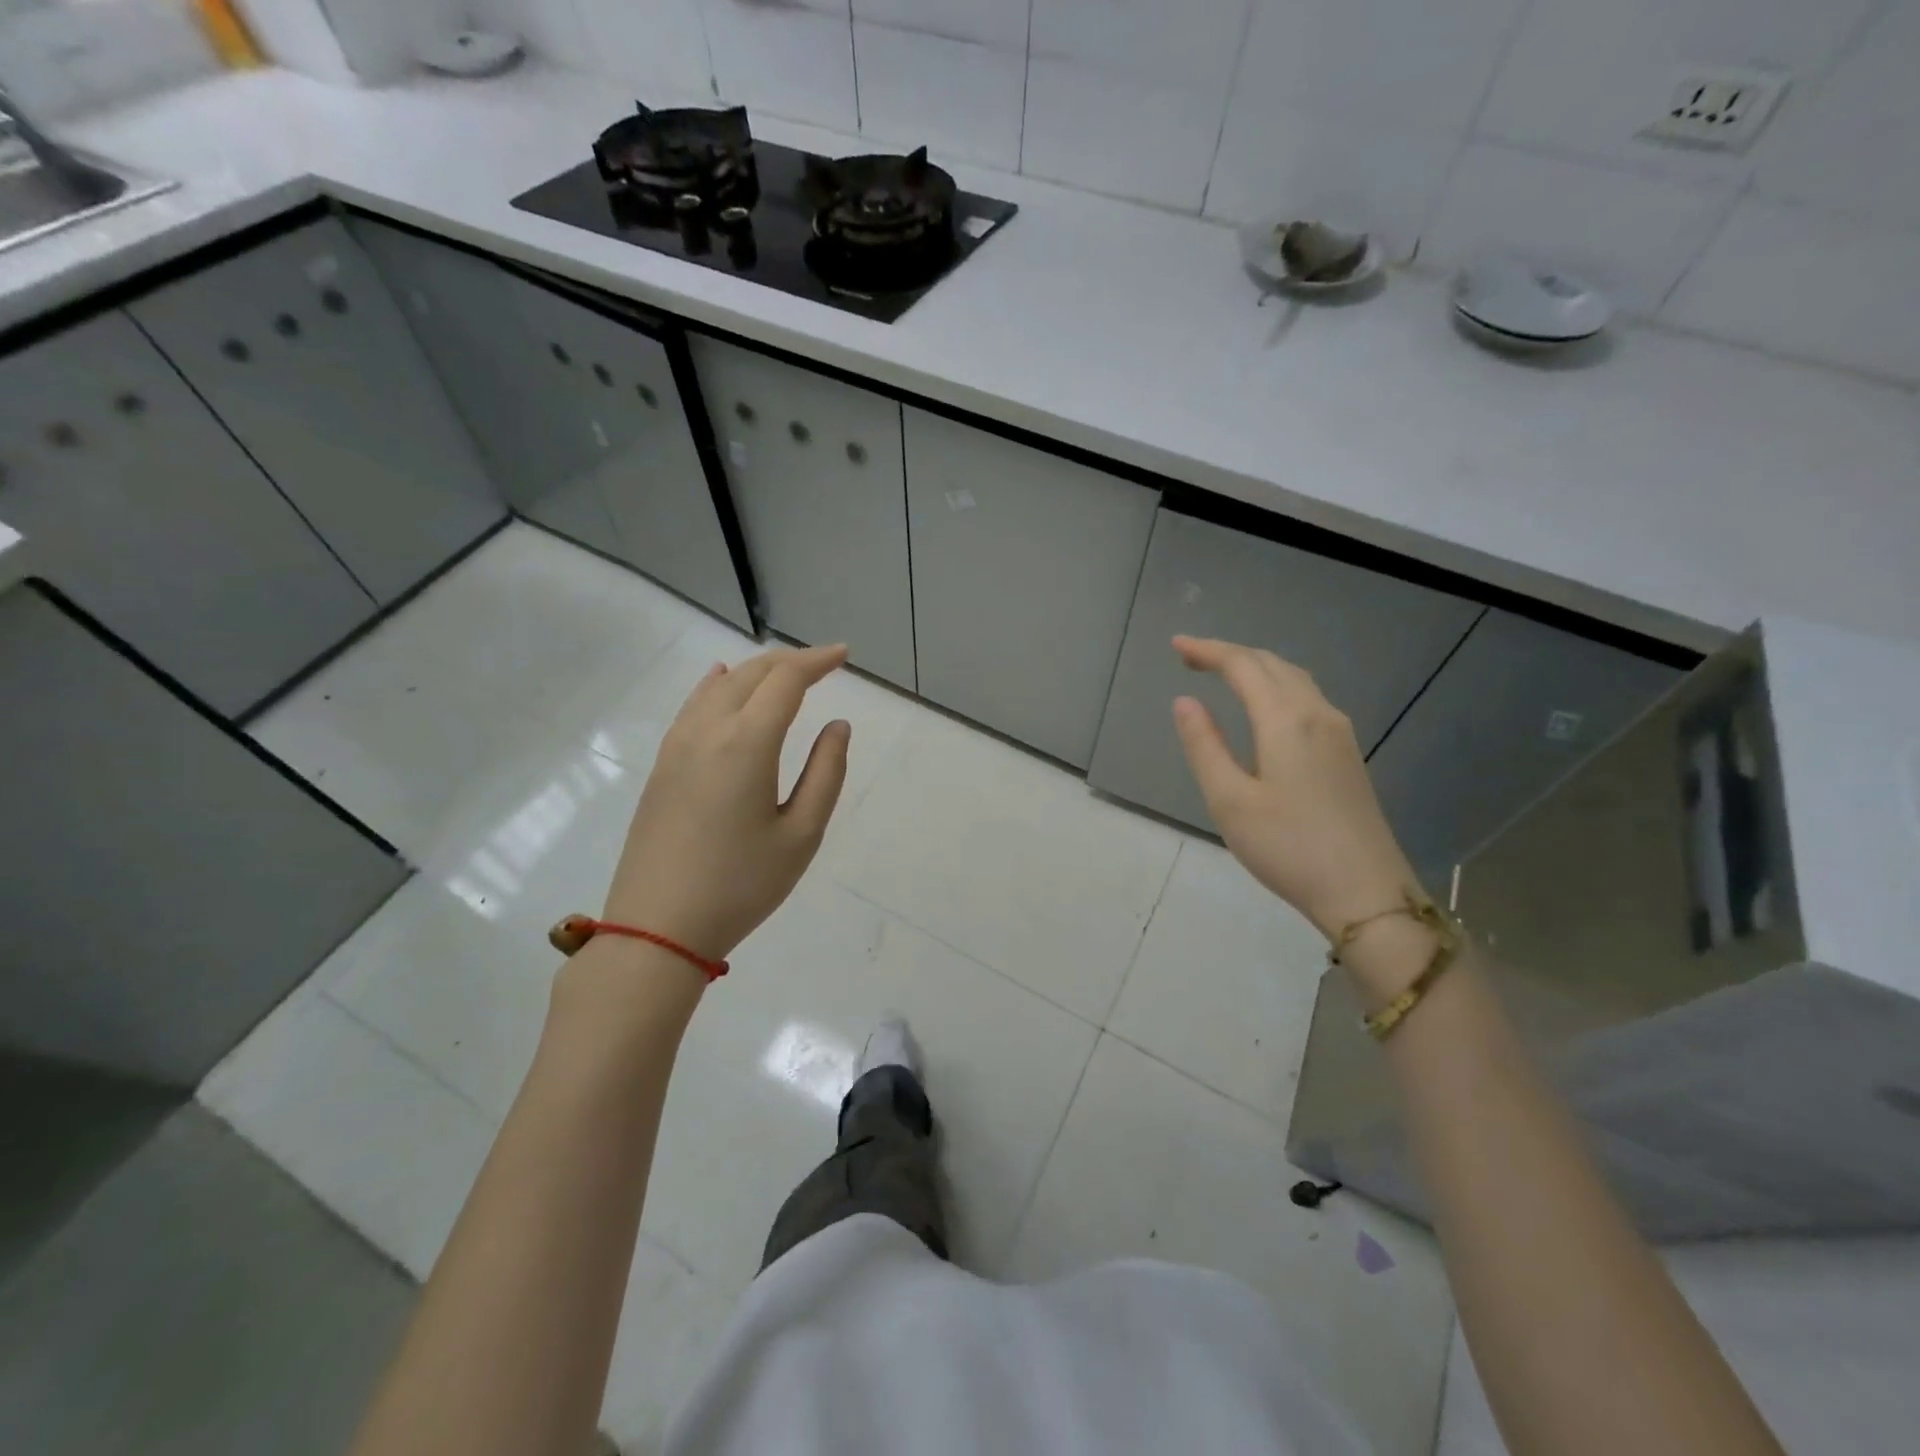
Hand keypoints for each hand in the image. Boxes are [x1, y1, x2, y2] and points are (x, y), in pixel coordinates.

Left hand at [601, 643, 850, 960]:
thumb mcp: (801, 835)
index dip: (817, 661)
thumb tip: (838, 726)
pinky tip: (722, 683)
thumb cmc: (741, 885)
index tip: (843, 655)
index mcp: (747, 743)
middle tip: (823, 664)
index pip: (785, 680)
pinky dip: (717, 686)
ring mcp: (677, 746)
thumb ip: (826, 773)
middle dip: (790, 661)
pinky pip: (693, 706)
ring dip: (755, 671)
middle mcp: (708, 731)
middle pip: (751, 674)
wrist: (657, 927)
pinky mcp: (662, 766)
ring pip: (718, 686)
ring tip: (783, 673)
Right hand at [1170, 636, 1420, 939]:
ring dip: (1257, 668)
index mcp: (1286, 720)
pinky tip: (1266, 707)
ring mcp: (1340, 733)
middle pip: (1272, 665)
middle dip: (1230, 654)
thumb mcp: (1230, 800)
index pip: (1242, 666)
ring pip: (1295, 679)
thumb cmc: (1288, 847)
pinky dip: (1277, 687)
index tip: (1175, 646)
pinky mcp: (1348, 755)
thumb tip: (1185, 702)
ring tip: (1223, 674)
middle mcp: (1318, 714)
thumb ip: (1205, 745)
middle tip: (1191, 658)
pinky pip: (1308, 699)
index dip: (1207, 651)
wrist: (1366, 892)